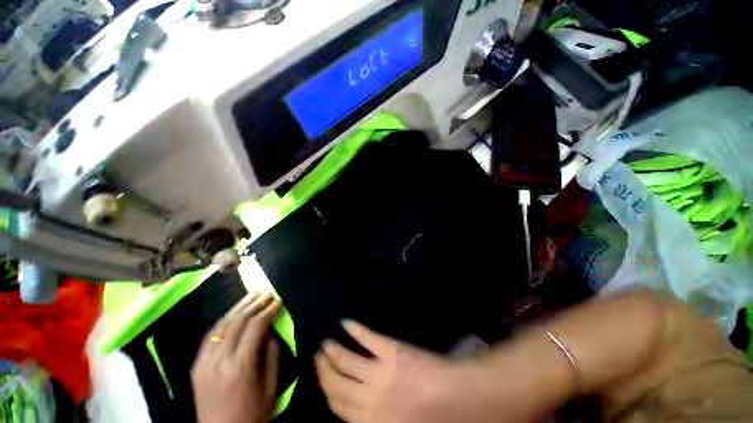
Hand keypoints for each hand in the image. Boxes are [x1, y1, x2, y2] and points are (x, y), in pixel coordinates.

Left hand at [191, 291, 280, 422]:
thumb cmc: (252, 415)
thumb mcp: (270, 387)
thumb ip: (271, 355)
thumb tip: (271, 331)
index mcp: (240, 367)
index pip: (255, 328)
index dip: (267, 312)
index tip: (278, 302)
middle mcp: (219, 361)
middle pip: (237, 322)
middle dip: (254, 304)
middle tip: (267, 293)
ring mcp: (204, 363)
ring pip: (221, 325)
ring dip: (238, 307)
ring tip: (252, 295)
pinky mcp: (196, 366)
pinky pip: (210, 336)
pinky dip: (224, 320)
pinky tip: (233, 312)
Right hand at [315, 321, 514, 422]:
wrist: (456, 399)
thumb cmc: (430, 420)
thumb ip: (370, 421)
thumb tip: (353, 411)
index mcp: (369, 421)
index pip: (336, 405)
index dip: (325, 390)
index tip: (319, 376)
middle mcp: (368, 398)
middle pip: (336, 383)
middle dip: (322, 369)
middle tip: (317, 355)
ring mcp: (379, 371)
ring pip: (346, 359)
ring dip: (333, 350)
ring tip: (325, 341)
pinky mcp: (391, 349)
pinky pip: (367, 337)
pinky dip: (354, 329)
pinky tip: (345, 322)